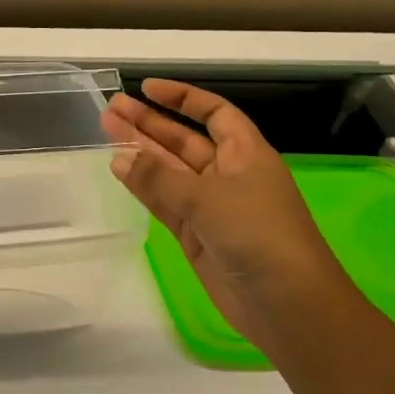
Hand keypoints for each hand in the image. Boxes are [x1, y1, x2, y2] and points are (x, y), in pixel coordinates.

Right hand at [100, 80, 355, 346]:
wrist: (288, 305)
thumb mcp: (208, 199)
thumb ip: (159, 178)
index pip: (214, 114)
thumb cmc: (259, 236)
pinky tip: (118, 169)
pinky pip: (164, 201)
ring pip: (169, 170)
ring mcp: (211, 206)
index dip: (183, 98)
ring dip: (141, 151)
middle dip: (150, 123)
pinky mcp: (196, 234)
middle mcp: (228, 174)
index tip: (147, 88)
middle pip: (184, 140)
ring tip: (106, 130)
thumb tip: (119, 157)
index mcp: (246, 154)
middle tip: (112, 109)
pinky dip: (143, 186)